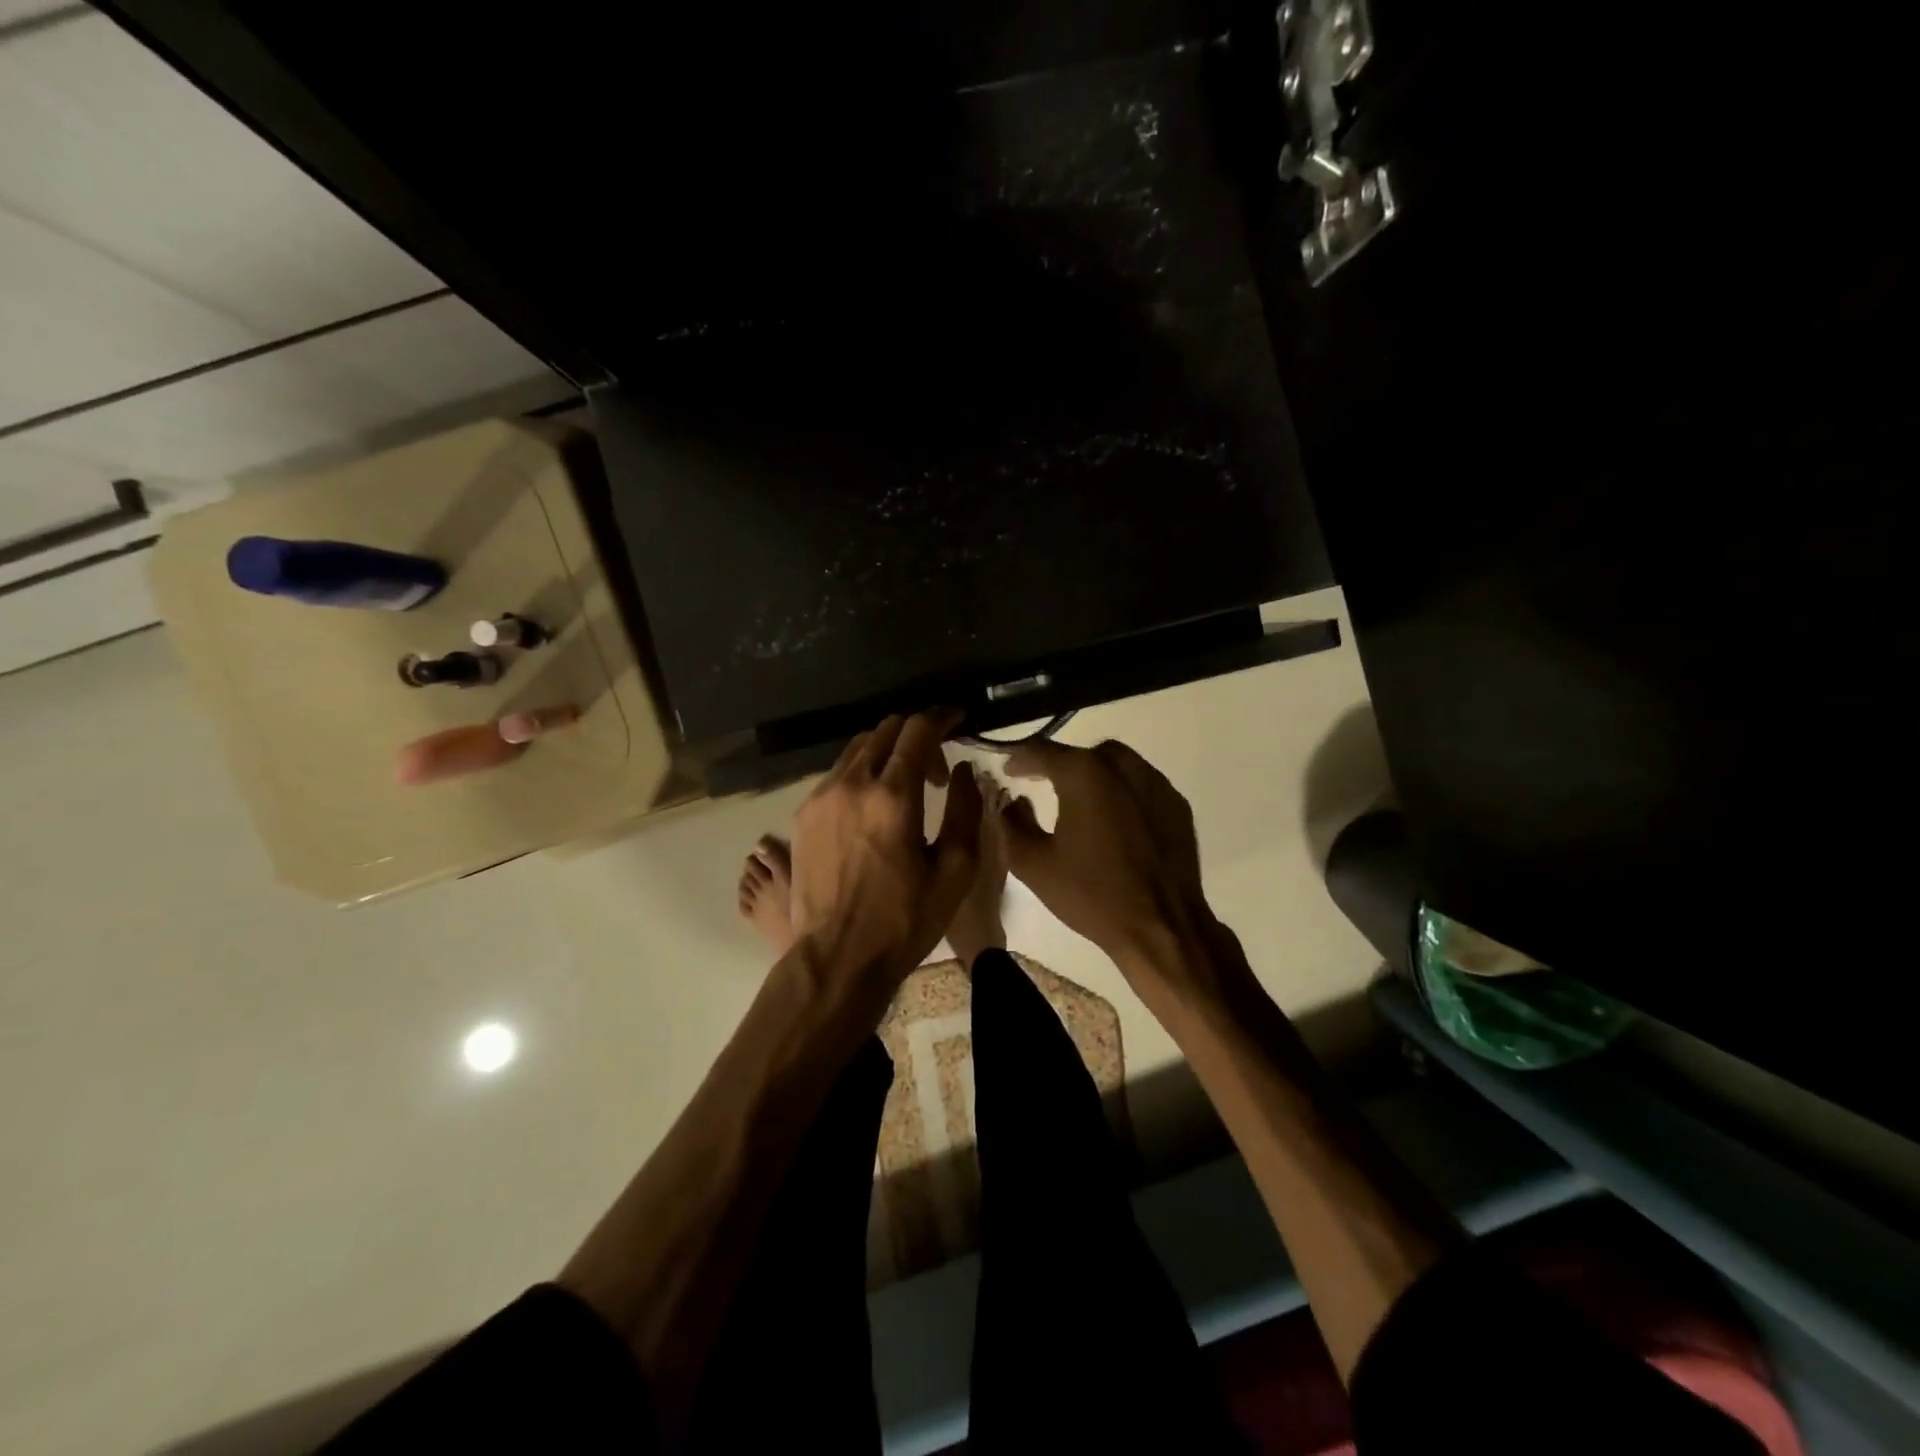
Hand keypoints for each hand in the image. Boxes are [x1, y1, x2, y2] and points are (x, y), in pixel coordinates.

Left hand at [790, 709, 983, 991]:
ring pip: (858, 747)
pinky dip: (862, 771)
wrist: (836, 958)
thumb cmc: (904, 920)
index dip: (942, 717)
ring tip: (905, 786)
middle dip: (917, 735)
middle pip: (885, 729)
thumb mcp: (955, 871)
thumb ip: (965, 810)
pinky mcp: (803, 813)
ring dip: (887, 752)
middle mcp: (852, 784)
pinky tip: (873, 804)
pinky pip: (837, 772)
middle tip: (937, 770)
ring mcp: (821, 796)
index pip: (917, 730)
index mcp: (893, 797)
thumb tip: (963, 770)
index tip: (958, 719)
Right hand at [1002, 739, 1231, 1003]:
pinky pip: (1141, 785)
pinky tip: (1112, 819)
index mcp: (1085, 774)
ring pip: (1117, 764)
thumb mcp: (1033, 864)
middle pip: (1083, 753)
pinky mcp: (1176, 806)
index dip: (1020, 757)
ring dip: (1093, 775)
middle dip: (1059, 764)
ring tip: (1076, 799)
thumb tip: (1011, 802)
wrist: (1161, 929)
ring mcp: (1156, 784)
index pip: (1043, 751)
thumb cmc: (1092, 895)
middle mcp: (1123, 767)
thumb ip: (1011, 824)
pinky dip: (1121, 792)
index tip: (1007, 769)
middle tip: (1040, 781)